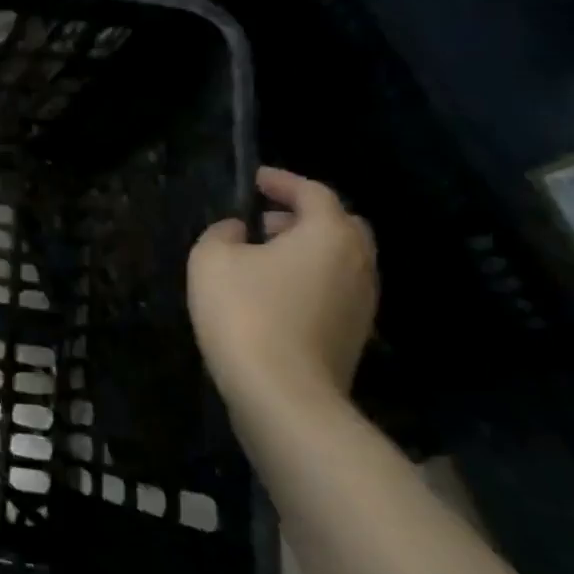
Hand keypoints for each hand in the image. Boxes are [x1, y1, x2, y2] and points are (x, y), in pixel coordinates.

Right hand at [188, 166, 377, 407]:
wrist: (283, 395)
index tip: (254, 179)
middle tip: (263, 220)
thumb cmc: (245, 313)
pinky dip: (309, 279)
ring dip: (306, 249)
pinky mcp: (353, 335)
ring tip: (262, 257)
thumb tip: (238, 231)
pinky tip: (272, 293)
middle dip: (303, 216)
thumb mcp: (211, 259)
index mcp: (329, 235)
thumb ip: (222, 233)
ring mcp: (362, 303)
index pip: (313, 192)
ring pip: (340, 260)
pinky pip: (334, 290)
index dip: (282, 181)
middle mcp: (358, 263)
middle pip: (340, 225)